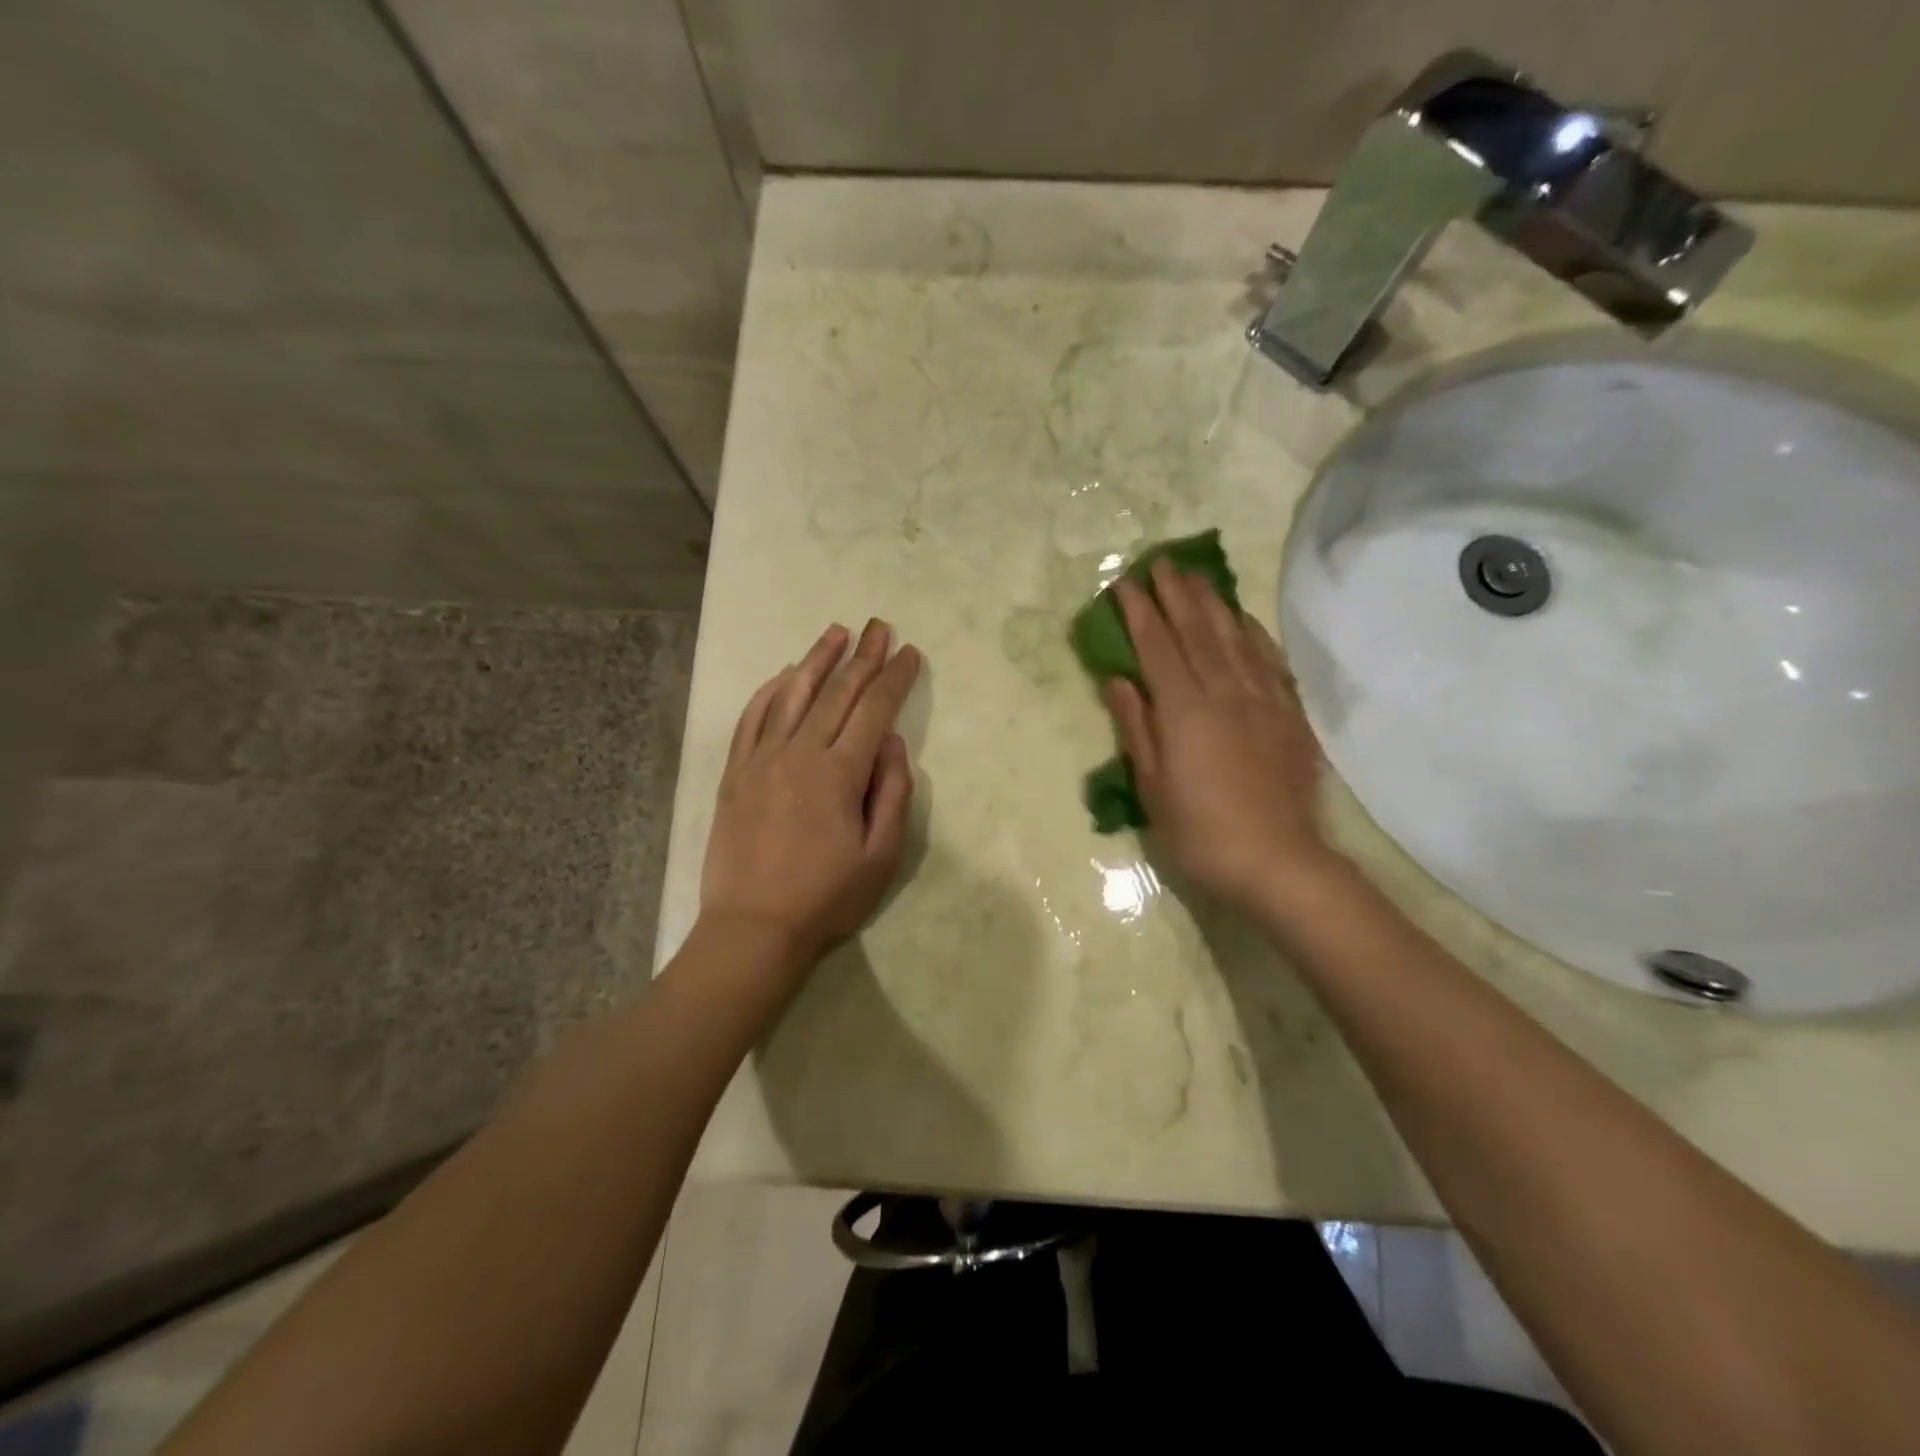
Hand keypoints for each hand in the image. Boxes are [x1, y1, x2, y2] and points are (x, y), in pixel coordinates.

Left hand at [700, 619, 921, 972]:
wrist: (752, 928)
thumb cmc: (826, 897)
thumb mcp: (881, 855)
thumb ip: (892, 793)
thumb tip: (894, 742)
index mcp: (839, 773)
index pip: (874, 710)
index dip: (895, 678)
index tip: (910, 653)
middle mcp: (799, 754)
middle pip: (836, 693)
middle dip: (862, 656)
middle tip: (879, 626)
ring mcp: (761, 760)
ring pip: (791, 695)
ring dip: (816, 660)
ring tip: (835, 632)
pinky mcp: (735, 773)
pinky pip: (752, 719)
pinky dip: (769, 691)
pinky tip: (783, 675)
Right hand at [1102, 560, 1341, 916]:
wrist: (1278, 861)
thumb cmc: (1200, 832)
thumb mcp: (1152, 786)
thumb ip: (1136, 727)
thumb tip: (1117, 680)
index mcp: (1183, 710)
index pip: (1156, 646)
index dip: (1139, 612)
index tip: (1124, 583)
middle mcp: (1224, 692)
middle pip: (1196, 631)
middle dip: (1175, 594)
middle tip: (1159, 563)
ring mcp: (1261, 700)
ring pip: (1234, 638)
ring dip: (1212, 602)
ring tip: (1196, 576)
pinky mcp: (1288, 715)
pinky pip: (1269, 660)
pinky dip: (1252, 632)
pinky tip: (1243, 619)